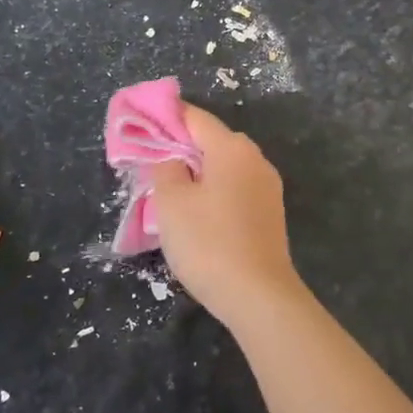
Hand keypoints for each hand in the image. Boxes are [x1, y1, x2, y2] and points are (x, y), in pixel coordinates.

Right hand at [149, 104, 307, 331]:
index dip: (166, 117)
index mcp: (232, 148)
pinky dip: (214, 191)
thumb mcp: (171, 203)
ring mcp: (267, 186)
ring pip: (224, 166)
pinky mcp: (270, 212)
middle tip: (150, 162)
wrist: (258, 295)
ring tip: (169, 190)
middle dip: (181, 147)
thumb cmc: (209, 243)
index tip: (141, 123)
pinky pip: (236, 188)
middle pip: (212, 140)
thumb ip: (165, 168)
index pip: (195, 117)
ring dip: (198, 172)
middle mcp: (255, 158)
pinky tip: (197, 212)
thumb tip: (172, 157)